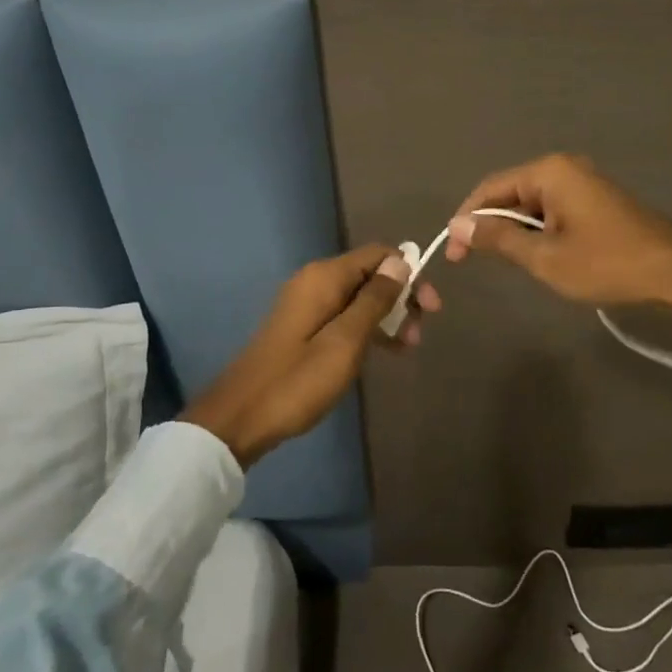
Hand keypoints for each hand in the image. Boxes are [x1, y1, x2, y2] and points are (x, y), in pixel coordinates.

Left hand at [183, 244, 439, 466]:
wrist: (240, 417)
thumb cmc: (298, 379)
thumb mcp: (346, 340)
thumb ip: (375, 299)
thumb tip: (401, 260)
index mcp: (325, 277)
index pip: (379, 254)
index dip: (410, 274)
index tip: (430, 308)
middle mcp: (315, 281)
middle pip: (371, 275)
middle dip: (401, 298)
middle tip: (420, 335)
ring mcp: (307, 304)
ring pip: (359, 297)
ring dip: (387, 317)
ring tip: (407, 348)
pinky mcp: (303, 326)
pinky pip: (344, 315)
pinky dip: (367, 328)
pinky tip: (383, 351)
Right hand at [445, 153, 671, 317]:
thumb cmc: (608, 264)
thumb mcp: (545, 257)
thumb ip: (499, 237)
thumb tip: (459, 225)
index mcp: (549, 171)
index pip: (490, 188)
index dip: (467, 218)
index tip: (454, 252)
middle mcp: (564, 167)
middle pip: (510, 192)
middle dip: (489, 224)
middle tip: (472, 261)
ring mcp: (583, 182)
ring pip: (531, 203)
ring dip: (514, 230)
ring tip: (502, 262)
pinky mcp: (596, 200)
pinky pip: (552, 209)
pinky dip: (537, 230)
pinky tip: (535, 254)